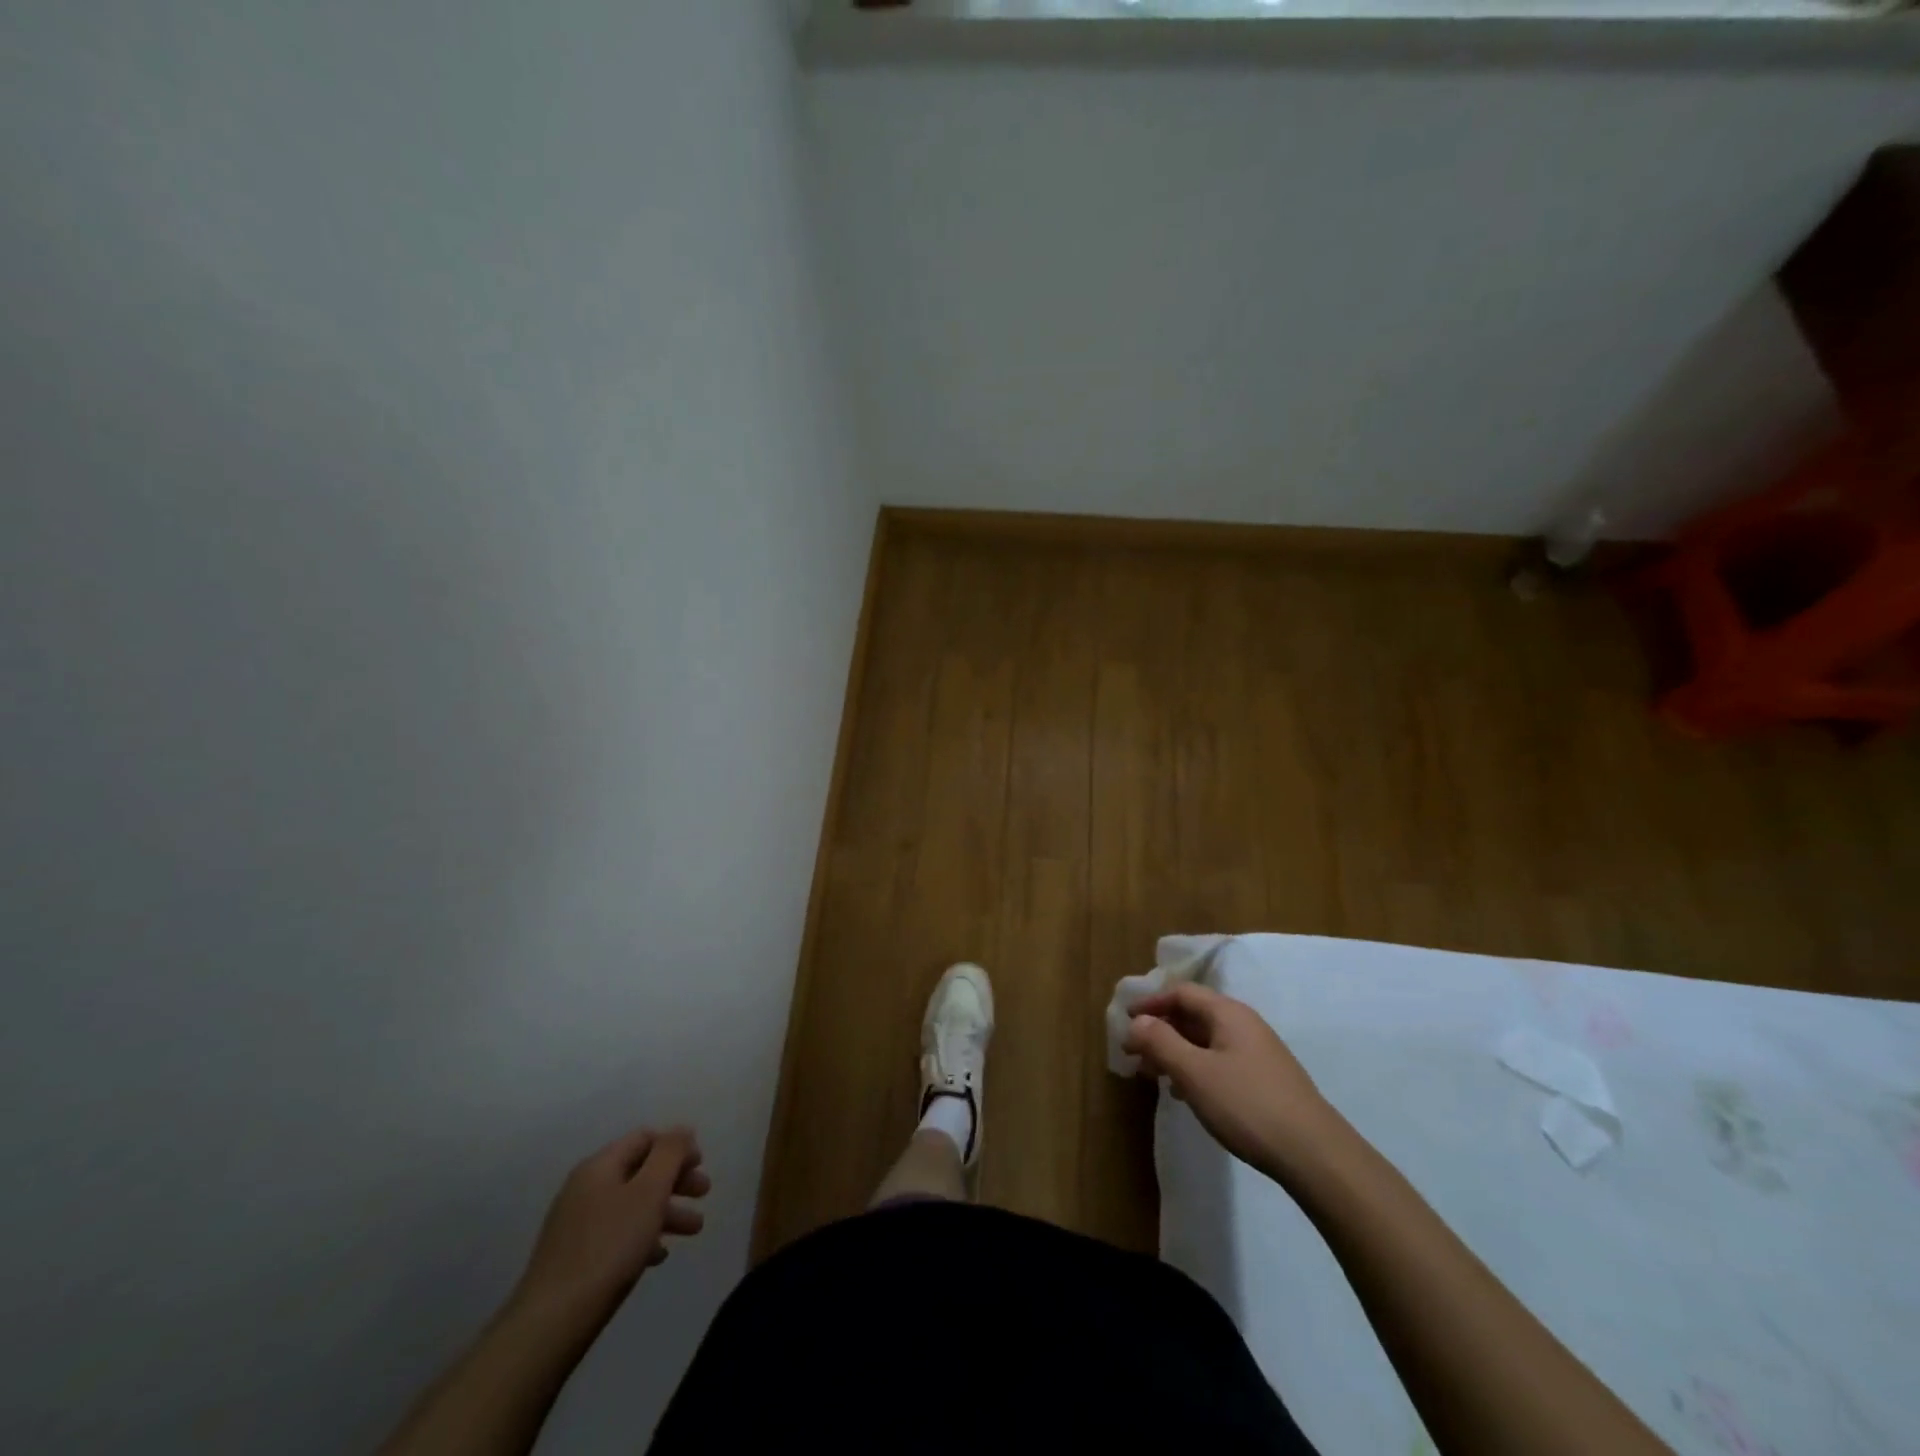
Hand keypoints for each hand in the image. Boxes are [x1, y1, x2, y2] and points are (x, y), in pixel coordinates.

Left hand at [513, 1127, 709, 1324]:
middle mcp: (585, 1187)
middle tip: (704, 1194)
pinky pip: (617, 1233)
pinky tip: (658, 1256)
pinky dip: (642, 1235)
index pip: (645, 1138)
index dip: (677, 1146)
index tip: (702, 1165)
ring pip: (631, 1204)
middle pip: (640, 1171)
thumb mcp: (649, 1192)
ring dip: (665, 1211)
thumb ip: (670, 1153)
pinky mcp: (573, 1256)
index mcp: (600, 1166)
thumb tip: (682, 1129)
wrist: (551, 1322)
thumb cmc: (609, 1247)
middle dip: (676, 1180)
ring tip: (694, 1231)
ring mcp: (576, 1223)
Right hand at [1124, 983, 1341, 1178]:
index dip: (1151, 1002)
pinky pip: (1220, 1061)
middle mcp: (1245, 1025)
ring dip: (1176, 1051)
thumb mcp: (1194, 1073)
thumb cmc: (1247, 1105)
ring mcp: (1258, 1053)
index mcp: (1228, 1014)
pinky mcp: (1266, 1080)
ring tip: (1154, 1075)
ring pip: (1206, 1041)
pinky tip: (1187, 1094)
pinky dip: (1196, 1068)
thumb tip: (1137, 1021)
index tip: (1126, 1020)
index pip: (1182, 993)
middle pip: (1194, 1015)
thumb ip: (1161, 1043)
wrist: (1315, 1155)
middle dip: (1161, 1030)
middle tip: (1134, 1053)